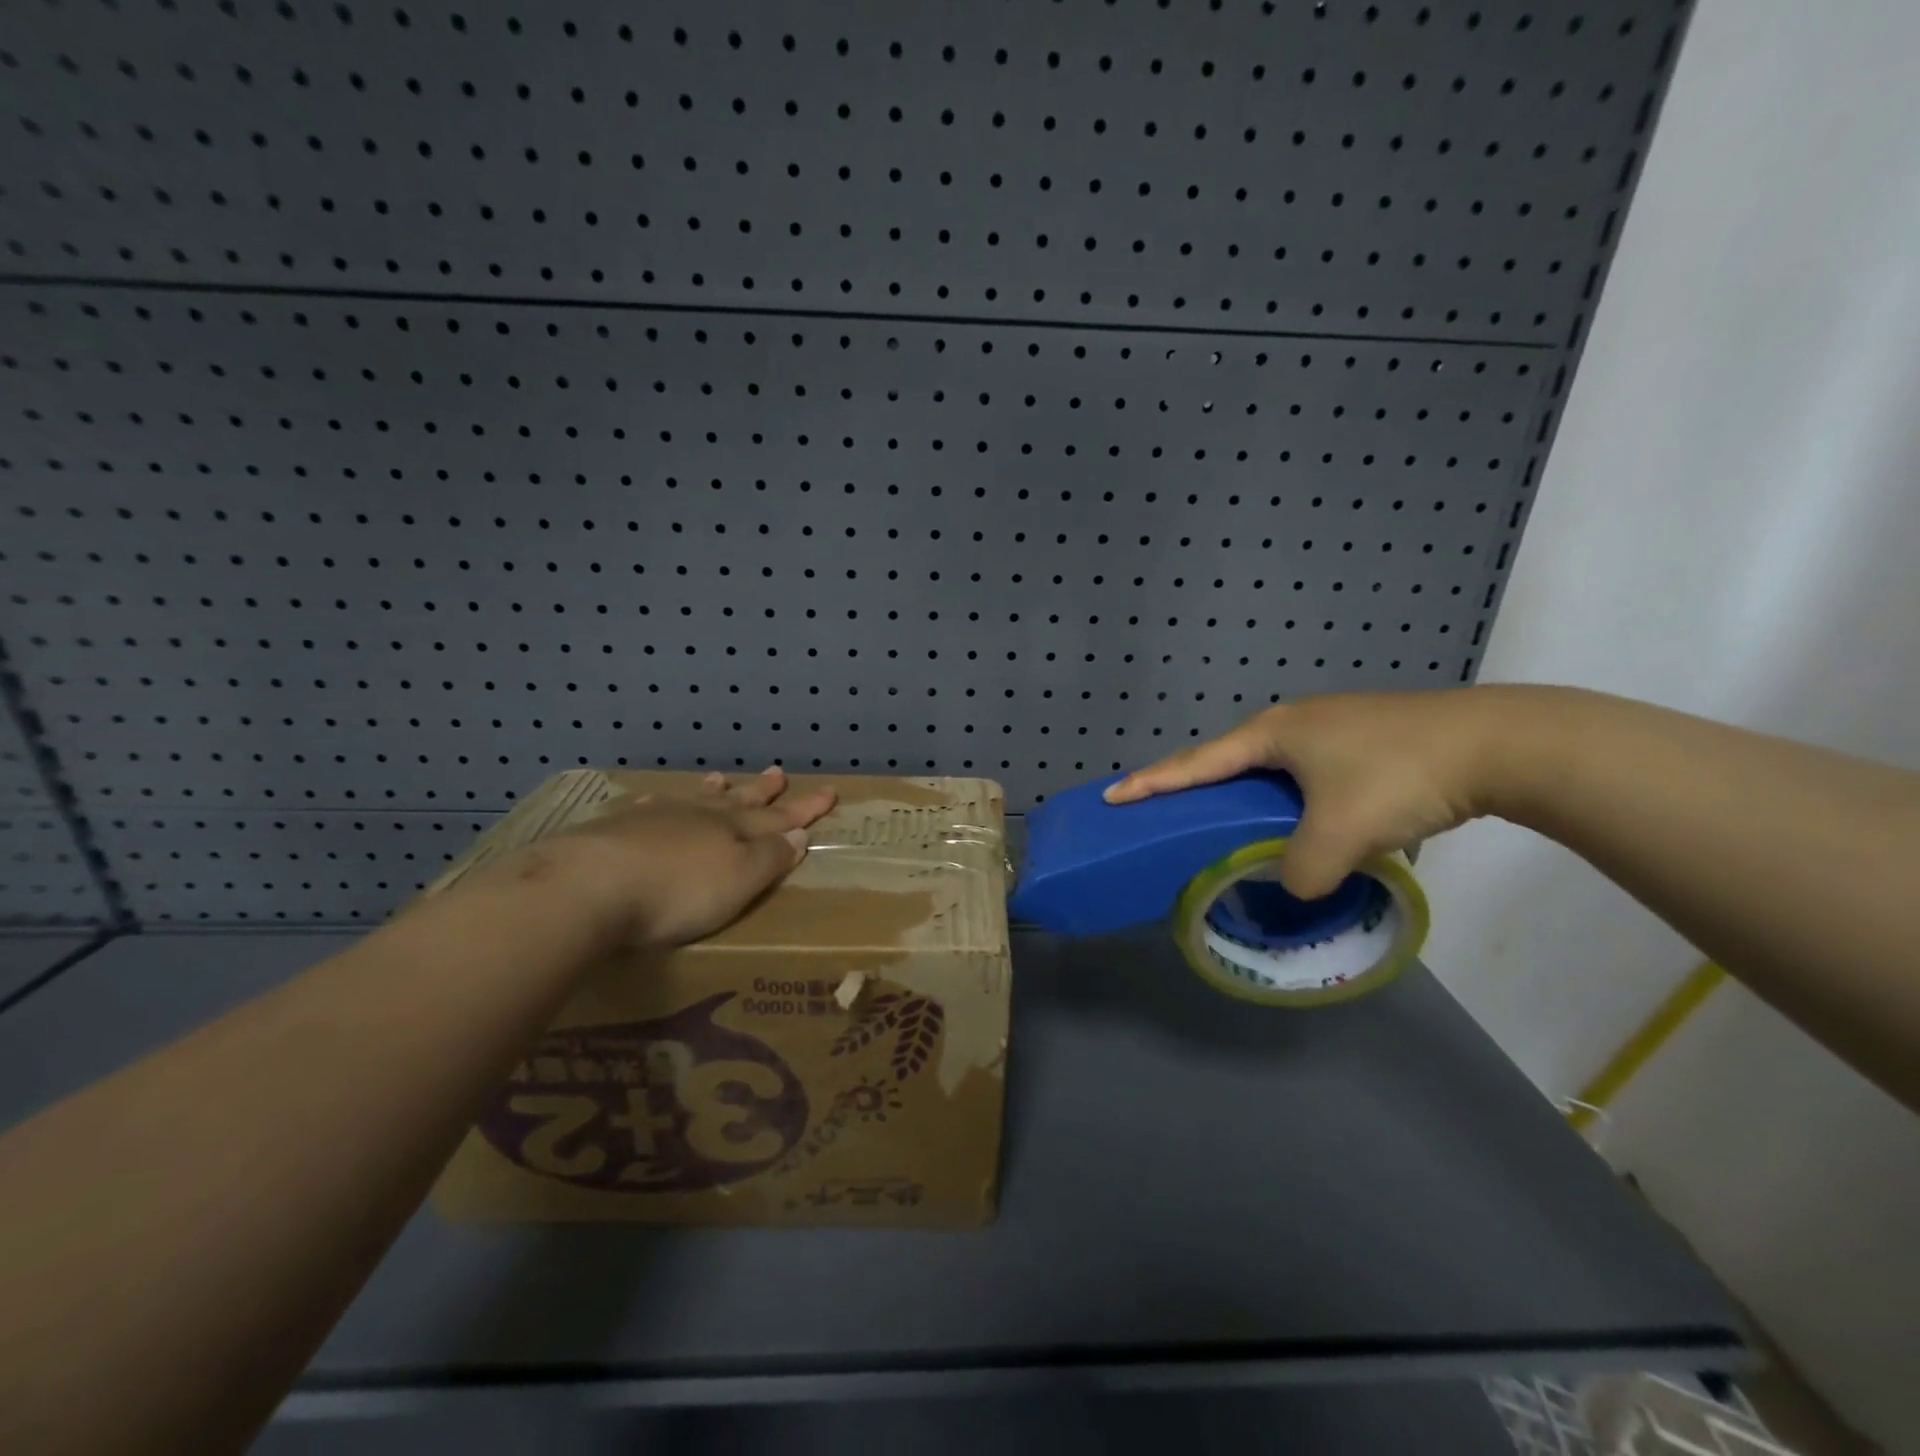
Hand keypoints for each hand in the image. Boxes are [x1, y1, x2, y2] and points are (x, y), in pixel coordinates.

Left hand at [530, 767, 837, 947]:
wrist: (589, 887)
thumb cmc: (677, 893)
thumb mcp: (739, 881)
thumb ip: (769, 858)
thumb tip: (798, 835)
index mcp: (733, 831)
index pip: (779, 818)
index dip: (804, 809)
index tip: (828, 792)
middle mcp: (699, 817)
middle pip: (739, 802)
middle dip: (762, 792)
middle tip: (778, 772)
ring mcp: (656, 817)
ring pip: (693, 799)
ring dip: (712, 791)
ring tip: (723, 778)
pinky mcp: (617, 828)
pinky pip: (649, 806)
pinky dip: (662, 802)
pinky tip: (656, 800)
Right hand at [1104, 689, 1511, 897]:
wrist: (1499, 744)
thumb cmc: (1399, 776)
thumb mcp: (1340, 836)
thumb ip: (1302, 873)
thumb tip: (1297, 886)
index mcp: (1272, 734)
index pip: (1195, 763)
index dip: (1151, 782)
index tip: (1113, 795)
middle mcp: (1293, 723)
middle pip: (1227, 761)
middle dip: (1194, 787)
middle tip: (1167, 814)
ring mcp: (1331, 727)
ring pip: (1271, 770)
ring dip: (1248, 798)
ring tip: (1232, 827)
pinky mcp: (1364, 740)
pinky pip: (1306, 775)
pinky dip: (1289, 801)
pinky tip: (1303, 823)